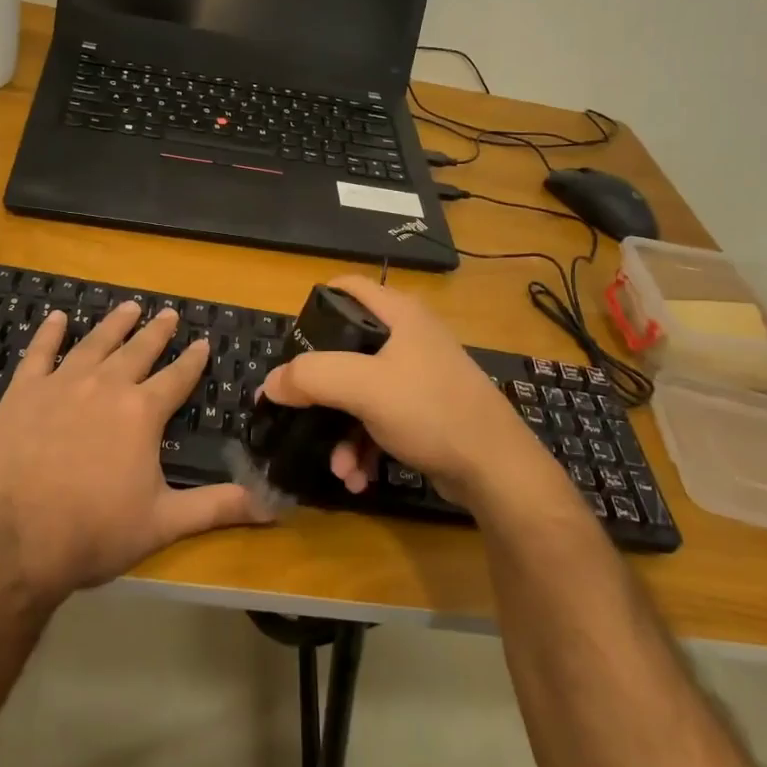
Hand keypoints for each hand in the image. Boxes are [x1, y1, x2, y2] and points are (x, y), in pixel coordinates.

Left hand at [0, 301, 268, 598]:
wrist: (14, 542)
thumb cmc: (95, 532)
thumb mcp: (164, 522)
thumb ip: (218, 507)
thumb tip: (275, 507)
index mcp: (142, 413)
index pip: (177, 377)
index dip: (193, 360)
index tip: (204, 341)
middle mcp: (106, 386)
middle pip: (138, 350)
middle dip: (157, 332)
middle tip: (168, 313)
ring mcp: (61, 385)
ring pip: (95, 343)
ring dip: (114, 324)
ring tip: (129, 306)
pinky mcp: (23, 393)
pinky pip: (39, 354)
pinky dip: (49, 334)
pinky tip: (57, 318)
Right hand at [257, 277, 555, 515]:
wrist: (496, 469)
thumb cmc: (430, 410)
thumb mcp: (364, 387)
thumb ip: (311, 376)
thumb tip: (270, 383)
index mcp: (399, 315)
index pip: (348, 288)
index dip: (315, 305)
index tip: (291, 340)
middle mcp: (409, 339)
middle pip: (347, 349)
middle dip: (320, 389)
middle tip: (297, 409)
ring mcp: (418, 377)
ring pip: (360, 394)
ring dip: (341, 431)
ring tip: (338, 467)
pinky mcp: (424, 413)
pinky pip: (378, 421)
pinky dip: (363, 446)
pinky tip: (356, 478)